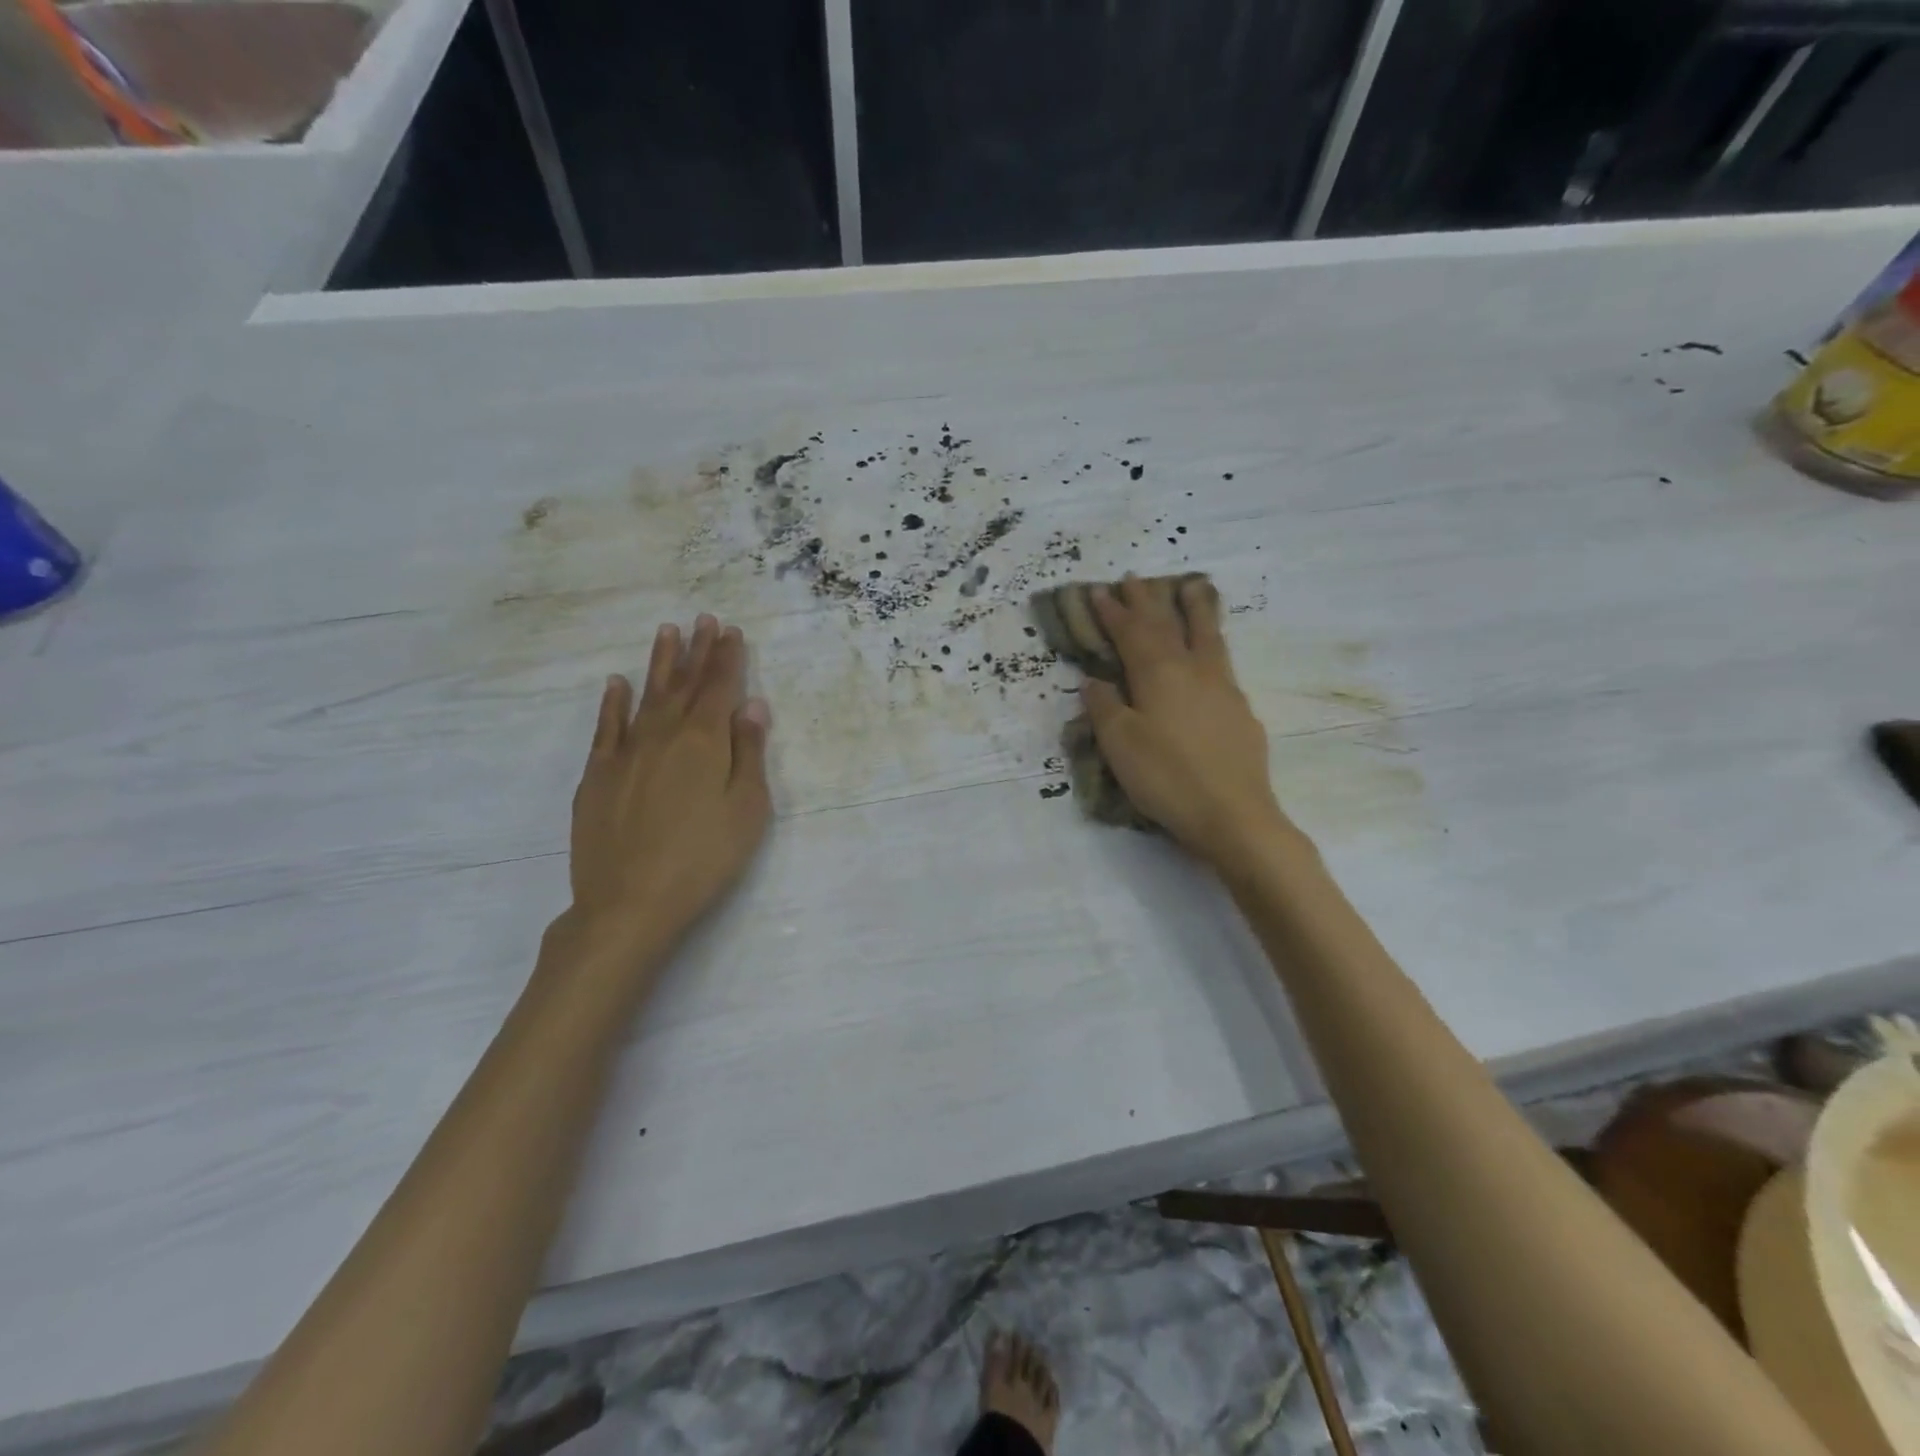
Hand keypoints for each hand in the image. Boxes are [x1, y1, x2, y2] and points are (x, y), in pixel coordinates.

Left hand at [566, 614, 772, 953]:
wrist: (629, 901)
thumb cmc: (704, 858)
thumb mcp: (746, 809)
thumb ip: (749, 754)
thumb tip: (752, 705)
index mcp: (703, 742)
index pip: (719, 688)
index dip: (727, 658)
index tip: (731, 630)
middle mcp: (663, 735)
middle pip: (684, 684)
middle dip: (698, 650)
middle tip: (703, 619)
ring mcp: (625, 753)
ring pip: (645, 696)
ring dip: (659, 664)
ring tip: (667, 633)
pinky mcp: (597, 776)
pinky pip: (606, 728)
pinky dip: (612, 703)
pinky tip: (616, 684)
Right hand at [1081, 576, 1296, 871]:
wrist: (1233, 815)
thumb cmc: (1167, 778)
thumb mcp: (1119, 744)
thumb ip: (1105, 707)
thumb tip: (1095, 679)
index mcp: (1159, 674)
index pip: (1132, 633)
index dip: (1114, 612)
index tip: (1100, 591)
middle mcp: (1193, 670)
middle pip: (1169, 625)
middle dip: (1149, 601)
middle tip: (1137, 578)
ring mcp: (1223, 688)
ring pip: (1207, 636)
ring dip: (1194, 609)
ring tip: (1192, 586)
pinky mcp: (1241, 711)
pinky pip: (1222, 663)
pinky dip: (1211, 645)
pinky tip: (1210, 655)